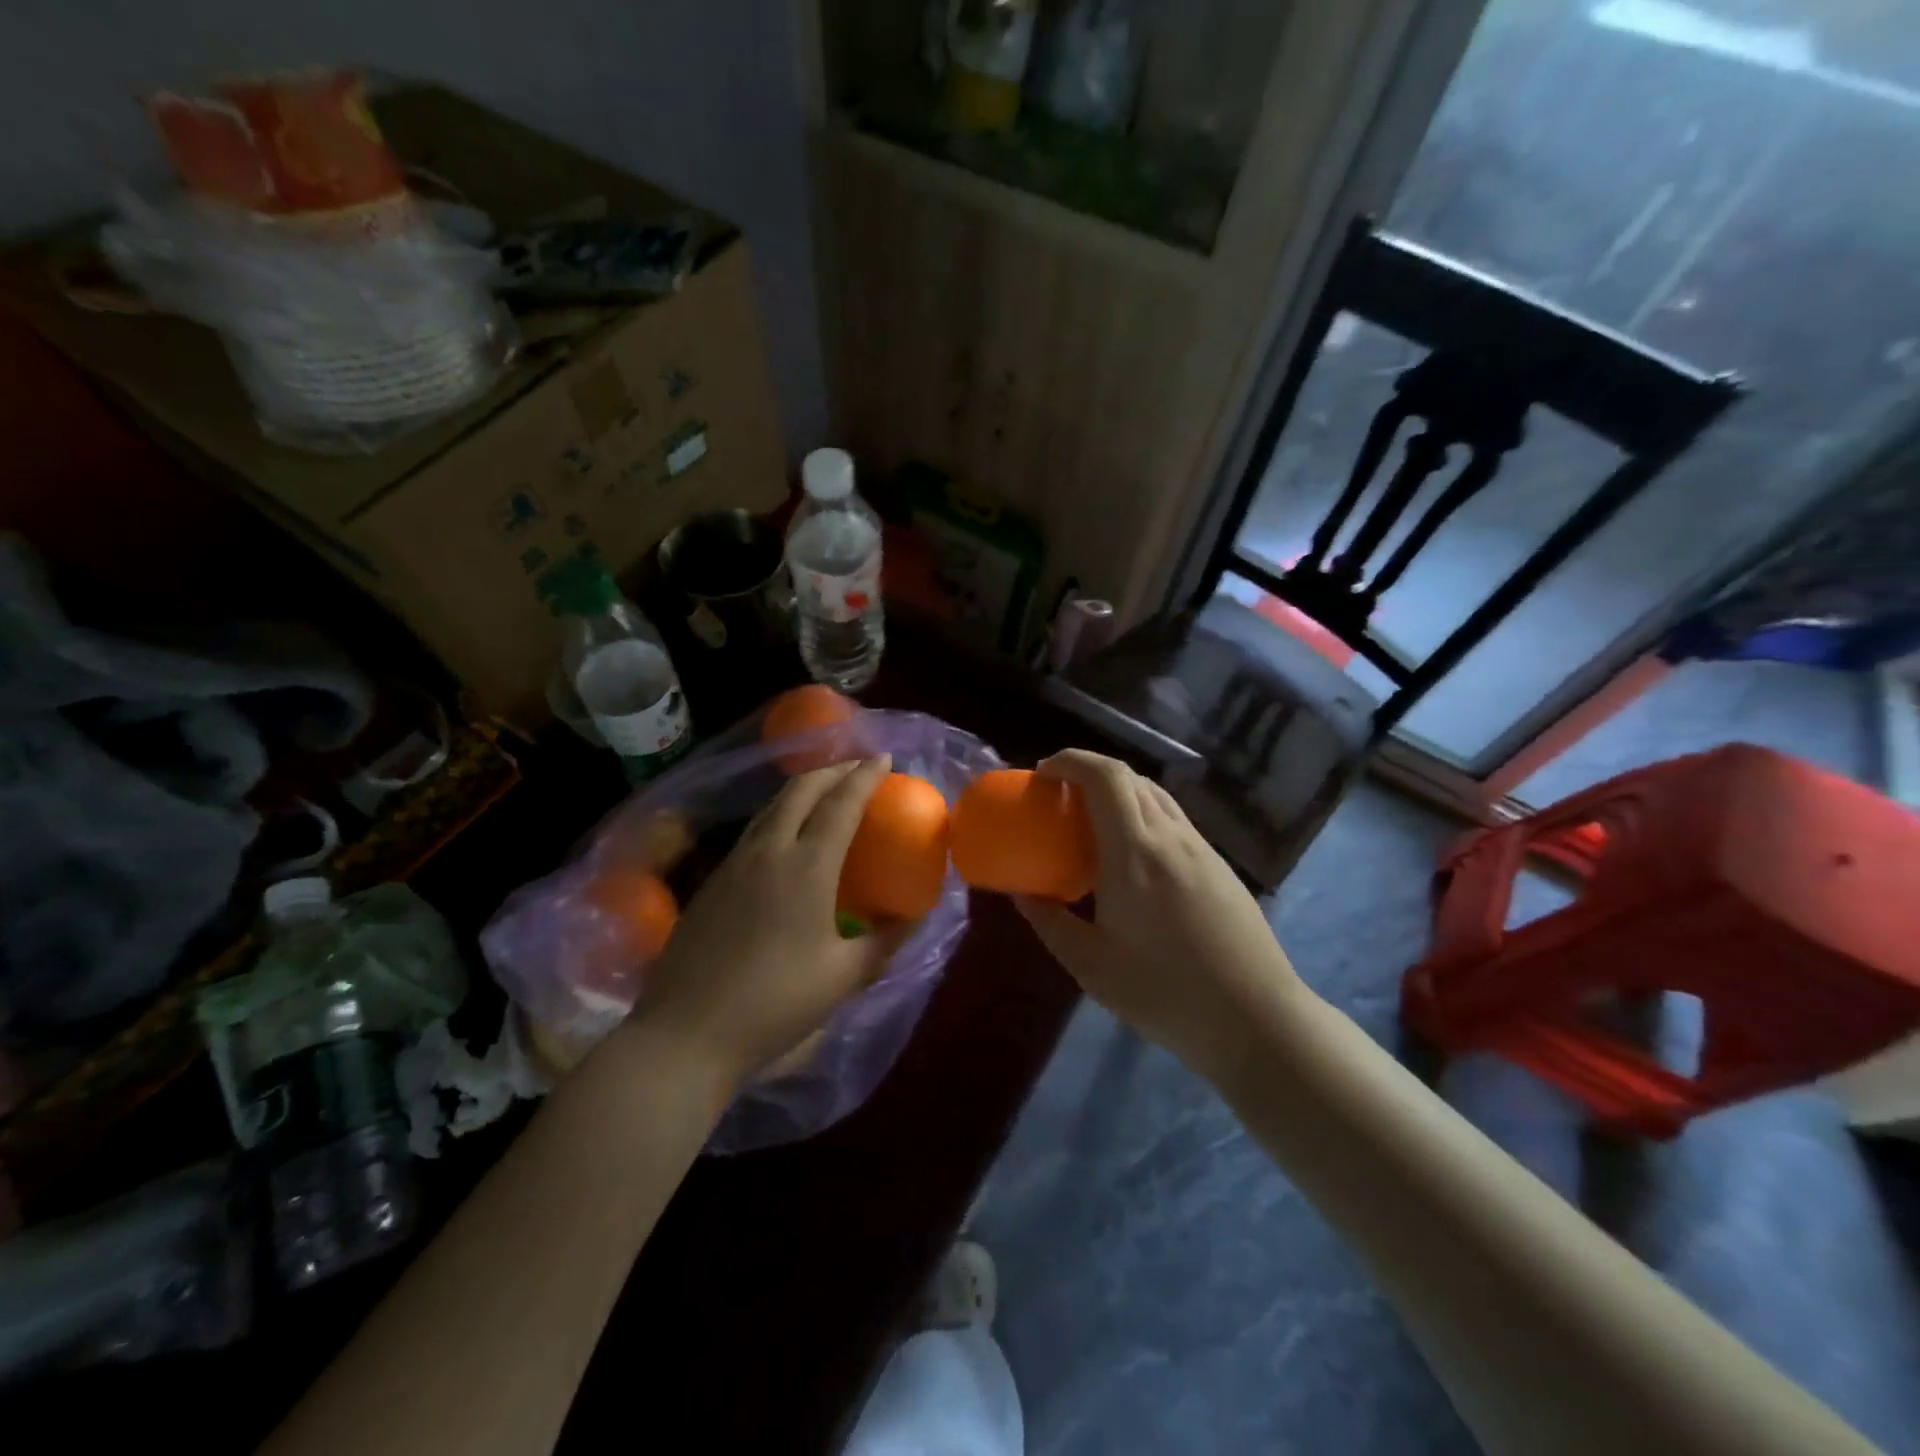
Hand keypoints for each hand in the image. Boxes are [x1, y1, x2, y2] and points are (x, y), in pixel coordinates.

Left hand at [631, 755, 908, 1089]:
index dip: (865, 777)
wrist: (686, 1034)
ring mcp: (733, 863)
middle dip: (833, 770)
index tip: (884, 759)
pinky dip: (778, 814)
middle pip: (801, 790)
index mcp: (806, 867)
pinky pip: (753, 831)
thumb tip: (913, 919)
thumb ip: (884, 943)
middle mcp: (768, 851)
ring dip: (802, 788)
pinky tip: (784, 836)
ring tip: (824, 790)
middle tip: (857, 768)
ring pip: (772, 806)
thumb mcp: (843, 977)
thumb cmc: (774, 1004)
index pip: (841, 804)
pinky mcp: (712, 881)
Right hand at [1014, 750, 1310, 1073]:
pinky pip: (1173, 820)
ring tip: (1091, 824)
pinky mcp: (1219, 865)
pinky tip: (1132, 858)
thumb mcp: (1091, 965)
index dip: (1070, 761)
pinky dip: (1142, 815)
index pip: (1104, 776)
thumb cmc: (1165, 993)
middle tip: (1058, 799)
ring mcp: (1201, 848)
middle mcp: (1170, 836)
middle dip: (1087, 773)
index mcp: (1135, 852)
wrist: (1256, 1020)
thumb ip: (1049, 922)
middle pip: (1129, 777)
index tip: (1042, 775)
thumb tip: (1022, 894)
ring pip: (1155, 795)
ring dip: (1118, 793)